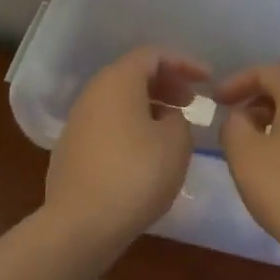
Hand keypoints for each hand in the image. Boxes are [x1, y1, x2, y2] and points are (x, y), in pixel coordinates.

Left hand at [45, 47, 207, 251]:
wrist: (81, 224)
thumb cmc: (136, 175)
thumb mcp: (176, 143)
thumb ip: (179, 120)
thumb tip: (164, 119)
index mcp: (117, 82)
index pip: (152, 55)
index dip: (184, 63)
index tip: (208, 81)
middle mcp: (92, 94)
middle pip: (132, 75)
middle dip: (166, 84)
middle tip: (192, 103)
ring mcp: (77, 122)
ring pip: (119, 101)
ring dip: (149, 107)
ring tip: (173, 129)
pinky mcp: (71, 150)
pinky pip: (108, 125)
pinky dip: (131, 127)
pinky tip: (147, 153)